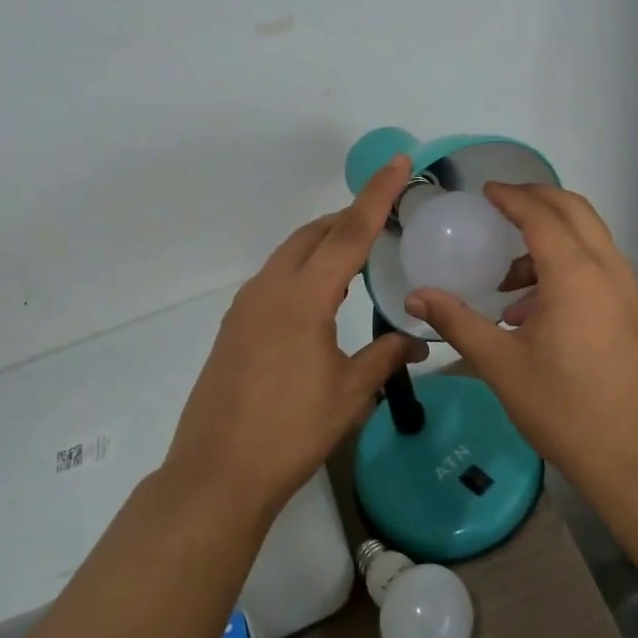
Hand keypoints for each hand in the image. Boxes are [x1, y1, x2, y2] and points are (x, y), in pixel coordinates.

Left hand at [166, 154, 428, 520]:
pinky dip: (304, 269)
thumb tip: (419, 341)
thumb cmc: (290, 433)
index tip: (399, 162)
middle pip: (314, 234)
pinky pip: (275, 278)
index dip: (377, 195)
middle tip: (385, 216)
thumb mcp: (349, 394)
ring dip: (324, 243)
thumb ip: (385, 357)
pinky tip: (322, 294)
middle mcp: (270, 289)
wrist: (217, 474)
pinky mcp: (234, 325)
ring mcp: (246, 306)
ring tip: (359, 253)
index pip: (349, 233)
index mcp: (303, 299)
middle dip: (349, 217)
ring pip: (291, 254)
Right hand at [403, 184, 637, 497]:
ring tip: (507, 280)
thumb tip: (416, 295)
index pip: (540, 214)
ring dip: (550, 238)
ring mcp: (627, 290)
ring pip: (589, 237)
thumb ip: (458, 322)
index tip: (484, 190)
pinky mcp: (633, 311)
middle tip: (500, 205)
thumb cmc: (563, 408)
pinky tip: (533, 312)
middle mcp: (607, 269)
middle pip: (573, 210)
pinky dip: (566, 265)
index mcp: (574, 274)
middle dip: (536, 200)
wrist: (636, 457)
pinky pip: (598, 266)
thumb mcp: (501, 365)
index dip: (510, 197)